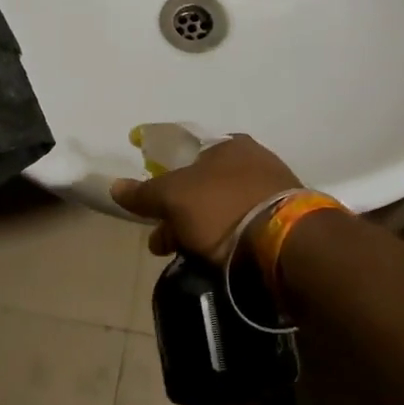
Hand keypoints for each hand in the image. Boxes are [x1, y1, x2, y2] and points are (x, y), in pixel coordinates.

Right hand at [109, 134, 301, 261]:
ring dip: (200, 231)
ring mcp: (274, 189)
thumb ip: (144, 193)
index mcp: (229, 144)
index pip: (187, 154)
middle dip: (178, 214)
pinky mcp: (287, 219)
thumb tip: (115, 186)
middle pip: (203, 186)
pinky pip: (245, 226)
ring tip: (186, 258)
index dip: (163, 179)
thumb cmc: (224, 209)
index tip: (152, 208)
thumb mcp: (174, 198)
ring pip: (223, 209)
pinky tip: (217, 260)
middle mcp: (255, 159)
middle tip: (164, 243)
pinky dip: (227, 240)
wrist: (288, 243)